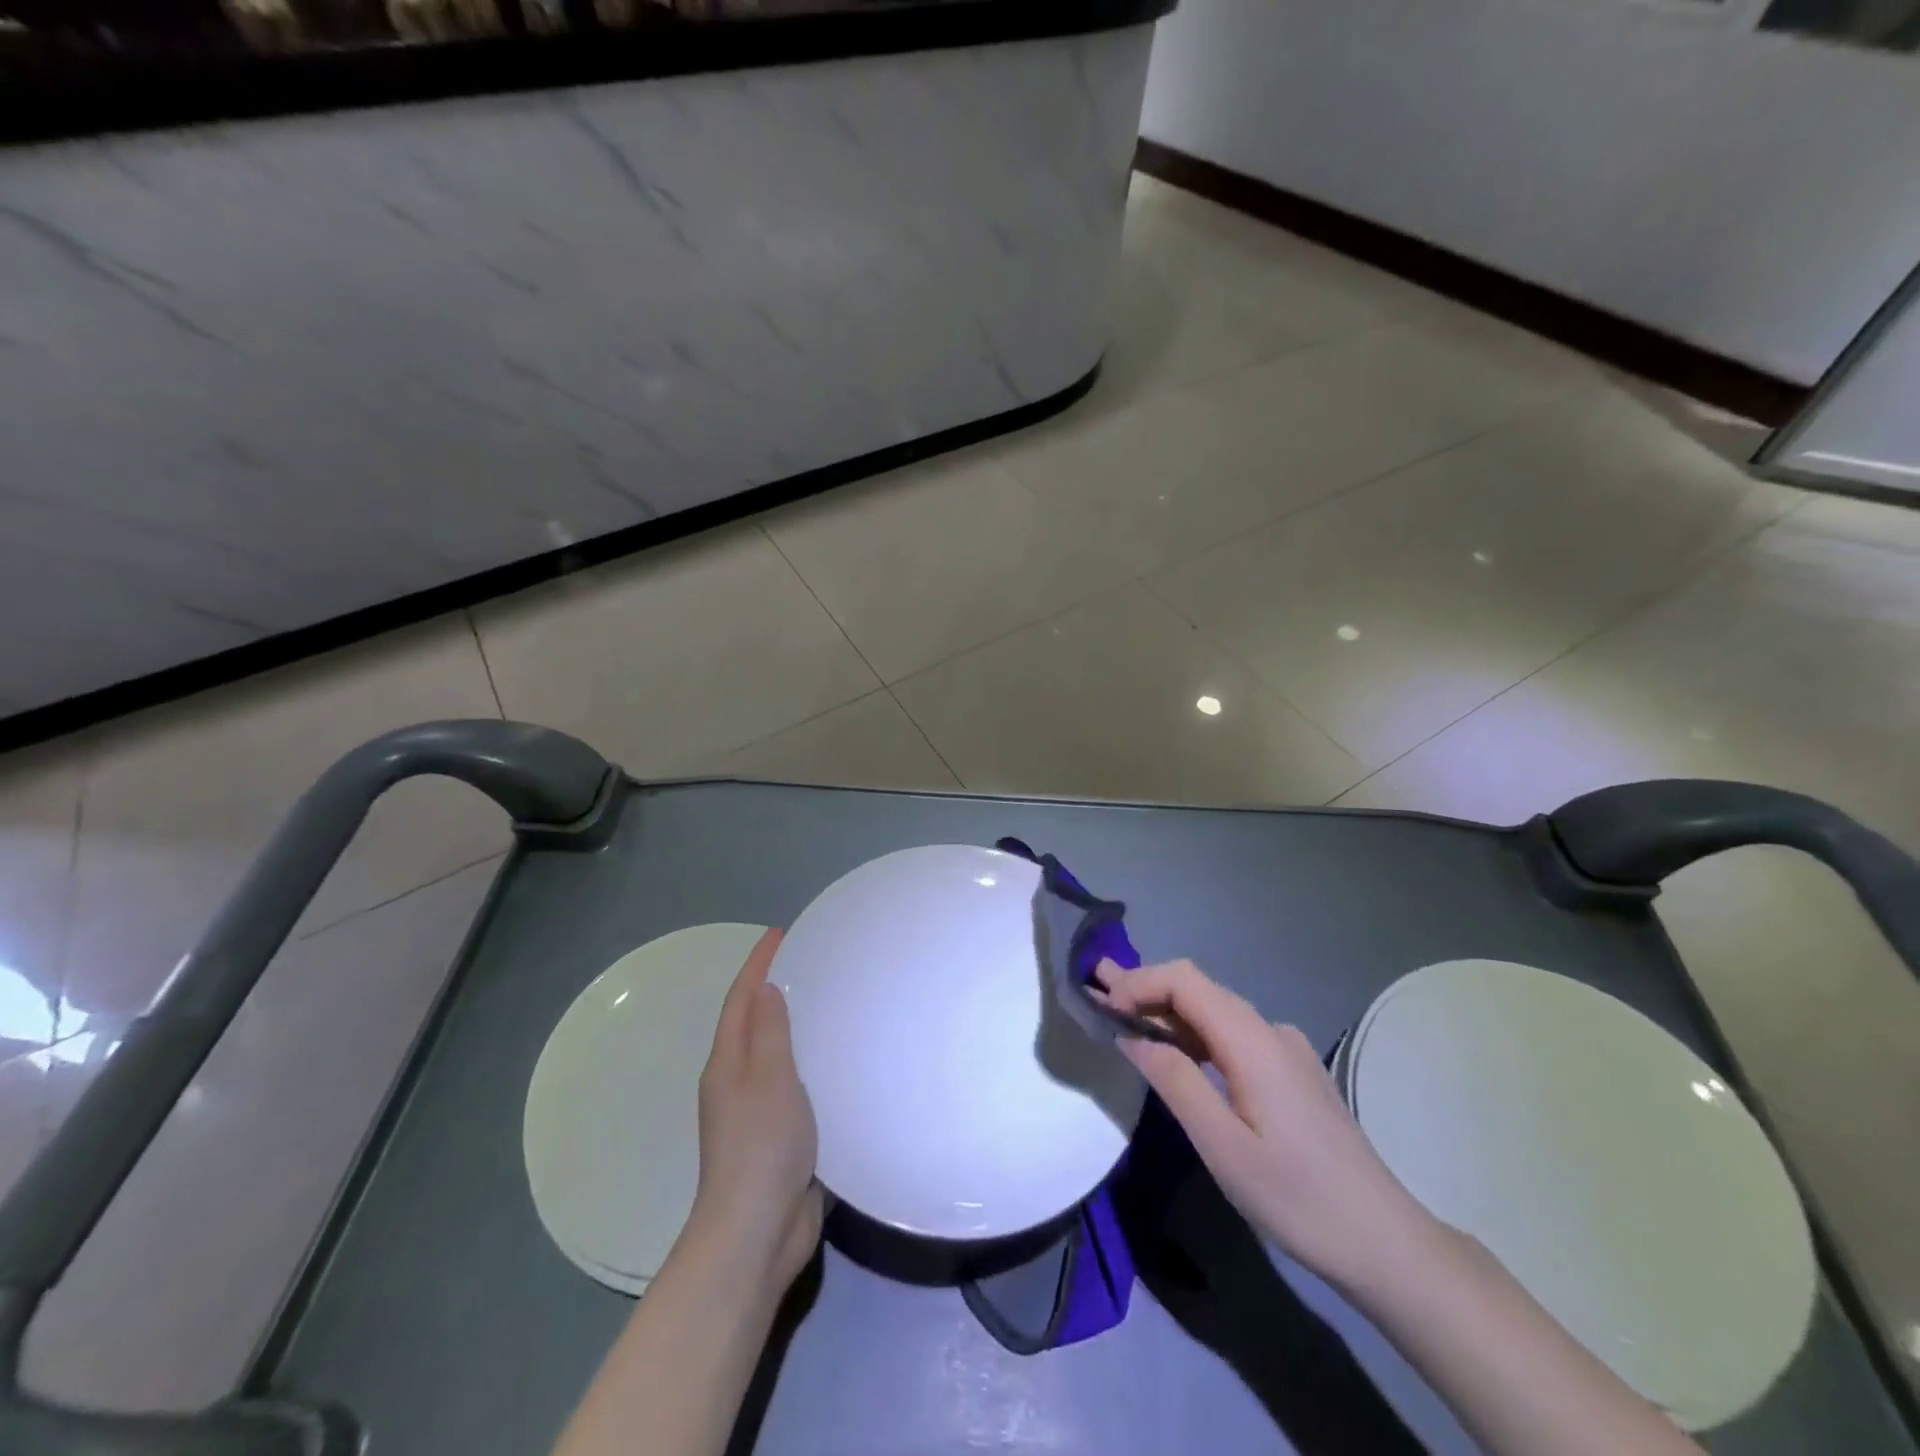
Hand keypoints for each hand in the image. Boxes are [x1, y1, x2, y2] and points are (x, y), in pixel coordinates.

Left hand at [688, 929, 823, 1296]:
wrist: (756, 1232)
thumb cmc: (761, 1146)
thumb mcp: (769, 1079)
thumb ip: (769, 1032)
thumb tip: (765, 987)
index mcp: (727, 1064)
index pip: (741, 999)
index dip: (758, 964)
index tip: (780, 933)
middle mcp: (736, 1082)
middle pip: (752, 1022)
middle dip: (773, 988)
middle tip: (810, 960)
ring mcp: (756, 1111)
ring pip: (774, 1053)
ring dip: (793, 1024)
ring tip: (828, 1000)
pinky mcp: (779, 1136)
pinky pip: (794, 1083)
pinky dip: (809, 1060)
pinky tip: (837, 1060)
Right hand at [1094, 958, 1436, 1289]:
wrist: (1387, 1243)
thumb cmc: (1298, 1198)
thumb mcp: (1223, 1147)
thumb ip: (1175, 1082)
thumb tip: (1132, 1036)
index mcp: (1253, 1040)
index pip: (1185, 981)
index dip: (1139, 983)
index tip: (1103, 1005)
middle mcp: (1270, 1031)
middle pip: (1199, 989)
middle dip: (1146, 987)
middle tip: (1097, 989)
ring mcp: (1286, 1050)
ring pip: (1215, 1012)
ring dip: (1167, 1011)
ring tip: (1123, 1013)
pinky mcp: (1293, 1072)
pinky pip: (1232, 1036)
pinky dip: (1194, 1034)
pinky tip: (1175, 1051)